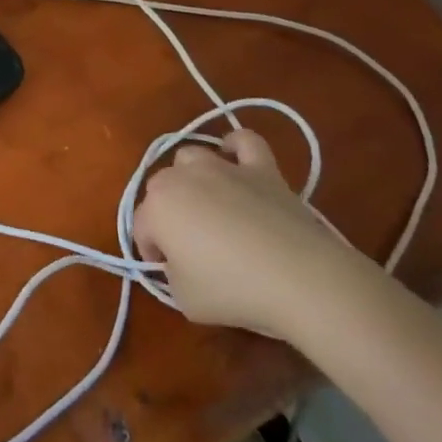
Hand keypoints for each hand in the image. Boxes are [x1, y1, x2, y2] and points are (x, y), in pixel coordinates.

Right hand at [132, 129, 356, 339]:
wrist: (300, 278)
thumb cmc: (234, 289)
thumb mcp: (185, 299)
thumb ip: (171, 275)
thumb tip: (179, 264)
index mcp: (157, 207)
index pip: (141, 227)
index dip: (152, 252)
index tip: (169, 272)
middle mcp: (182, 177)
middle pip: (161, 188)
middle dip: (167, 214)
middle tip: (189, 246)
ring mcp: (223, 167)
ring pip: (191, 157)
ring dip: (191, 177)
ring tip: (209, 205)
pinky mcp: (260, 168)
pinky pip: (244, 142)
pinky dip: (237, 145)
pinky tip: (236, 158)